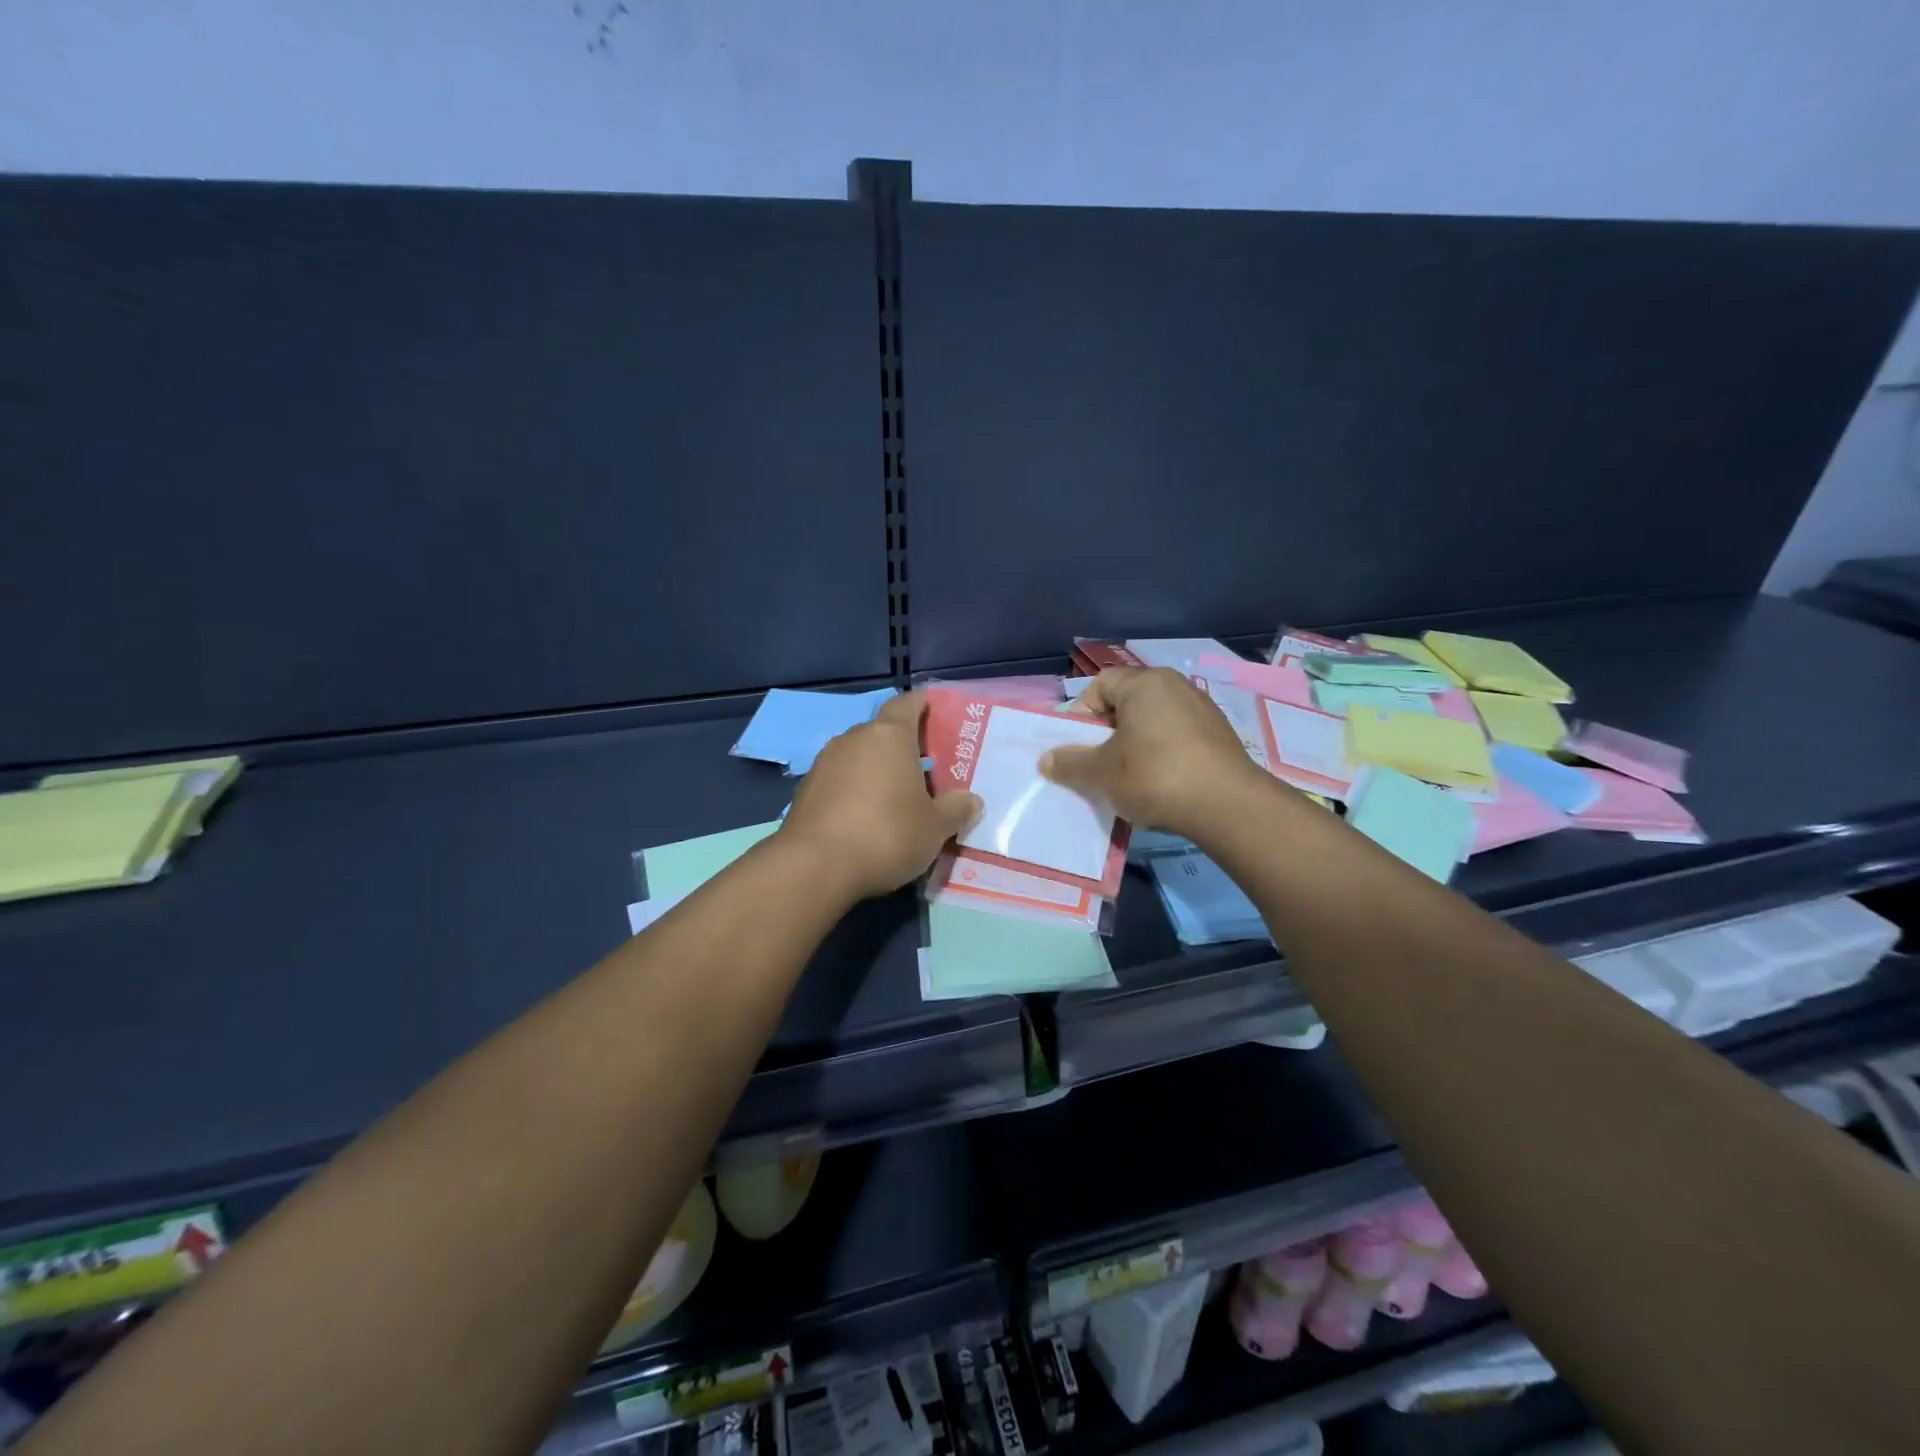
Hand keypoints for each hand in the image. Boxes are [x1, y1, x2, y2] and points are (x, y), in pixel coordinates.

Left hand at [780, 691, 981, 900]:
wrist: (815, 866)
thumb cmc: (886, 834)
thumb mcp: (934, 828)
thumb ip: (955, 810)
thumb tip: (971, 800)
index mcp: (889, 736)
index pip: (907, 704)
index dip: (921, 704)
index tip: (933, 708)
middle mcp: (854, 739)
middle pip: (882, 733)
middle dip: (902, 746)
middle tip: (924, 768)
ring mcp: (824, 763)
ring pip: (858, 757)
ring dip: (875, 770)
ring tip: (895, 796)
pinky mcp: (805, 790)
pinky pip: (839, 781)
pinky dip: (853, 791)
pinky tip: (864, 817)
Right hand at [1041, 668, 1268, 836]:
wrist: (1227, 806)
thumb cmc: (1154, 776)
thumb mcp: (1100, 773)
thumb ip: (1069, 763)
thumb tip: (1048, 759)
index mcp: (1144, 683)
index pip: (1100, 684)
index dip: (1081, 714)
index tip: (1079, 747)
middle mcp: (1175, 686)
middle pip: (1127, 703)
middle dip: (1107, 733)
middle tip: (1099, 765)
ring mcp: (1202, 710)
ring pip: (1153, 723)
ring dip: (1135, 747)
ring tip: (1129, 780)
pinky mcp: (1220, 736)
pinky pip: (1178, 739)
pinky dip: (1163, 756)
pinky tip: (1161, 786)